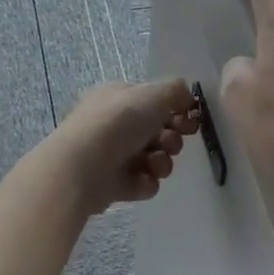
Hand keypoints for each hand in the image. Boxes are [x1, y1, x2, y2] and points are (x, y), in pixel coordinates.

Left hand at [47, 78, 201, 216]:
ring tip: (153, 163)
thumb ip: (175, 90)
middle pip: (156, 131)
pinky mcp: (112, 184)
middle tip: (169, 143)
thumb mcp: (153, 94)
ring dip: (162, 162)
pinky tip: (141, 180)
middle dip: (171, 139)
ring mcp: (112, 155)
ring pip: (153, 158)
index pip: (153, 101)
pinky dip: (146, 182)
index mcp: (118, 97)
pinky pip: (142, 183)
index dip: (176, 110)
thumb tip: (185, 95)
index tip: (190, 120)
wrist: (83, 167)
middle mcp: (114, 124)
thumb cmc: (118, 122)